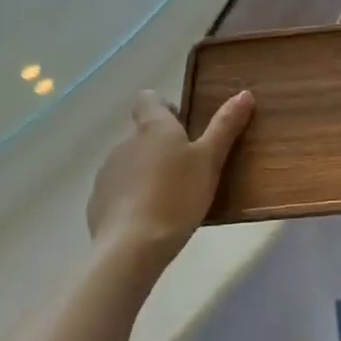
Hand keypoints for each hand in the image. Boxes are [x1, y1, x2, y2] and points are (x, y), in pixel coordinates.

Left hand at [86, 89, 253, 277]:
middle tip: (189, 170)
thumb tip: (244, 93)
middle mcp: (125, 143)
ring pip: (131, 164)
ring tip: (171, 199)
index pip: (148, 99)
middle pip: (143, 134)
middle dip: (162, 147)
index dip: (164, 107)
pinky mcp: (97, 203)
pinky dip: (133, 199)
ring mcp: (107, 173)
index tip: (183, 125)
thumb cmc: (178, 195)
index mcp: (153, 128)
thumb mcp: (210, 160)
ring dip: (147, 173)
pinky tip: (150, 220)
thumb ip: (225, 126)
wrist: (131, 247)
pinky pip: (119, 192)